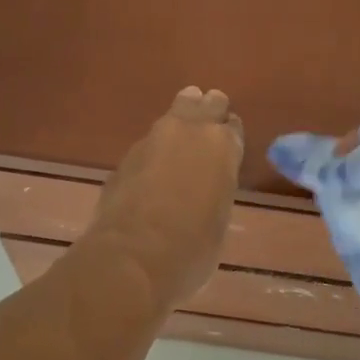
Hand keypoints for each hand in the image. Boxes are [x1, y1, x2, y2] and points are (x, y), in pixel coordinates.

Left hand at [86, 86, 243, 303]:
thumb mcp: (219, 218)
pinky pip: (148, 142)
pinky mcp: (126, 155)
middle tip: (207, 124)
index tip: (228, 141)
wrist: (135, 255)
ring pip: (173, 115)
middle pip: (204, 104)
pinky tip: (152, 169)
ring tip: (179, 140)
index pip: (233, 126)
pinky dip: (154, 151)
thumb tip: (205, 187)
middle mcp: (191, 131)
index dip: (229, 133)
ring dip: (179, 123)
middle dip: (207, 111)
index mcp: (223, 146)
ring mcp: (154, 139)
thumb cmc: (193, 248)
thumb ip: (216, 190)